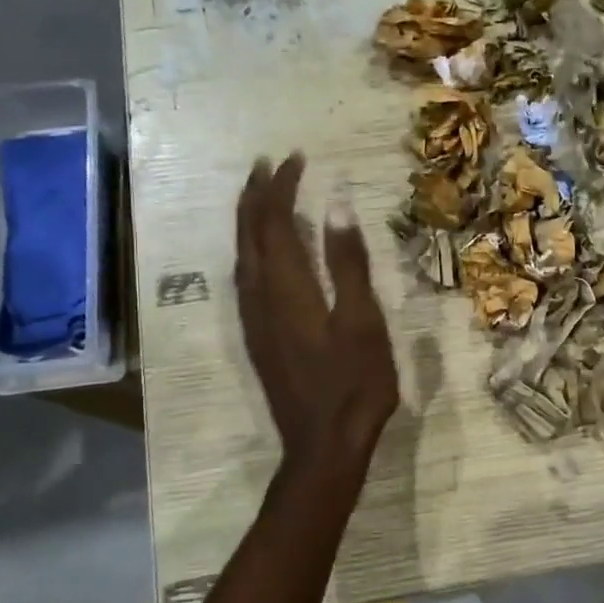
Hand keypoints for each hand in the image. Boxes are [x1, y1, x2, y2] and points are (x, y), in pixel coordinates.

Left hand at [235, 154, 399, 466]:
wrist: (322, 444)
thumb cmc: (353, 384)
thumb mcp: (362, 321)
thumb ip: (348, 264)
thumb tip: (335, 207)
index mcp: (286, 288)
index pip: (275, 222)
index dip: (282, 187)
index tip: (296, 158)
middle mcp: (259, 297)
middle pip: (248, 234)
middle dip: (256, 195)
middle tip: (268, 164)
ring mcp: (254, 320)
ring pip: (241, 256)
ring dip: (248, 221)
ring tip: (261, 197)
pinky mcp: (257, 338)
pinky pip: (245, 279)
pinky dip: (251, 250)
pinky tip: (262, 254)